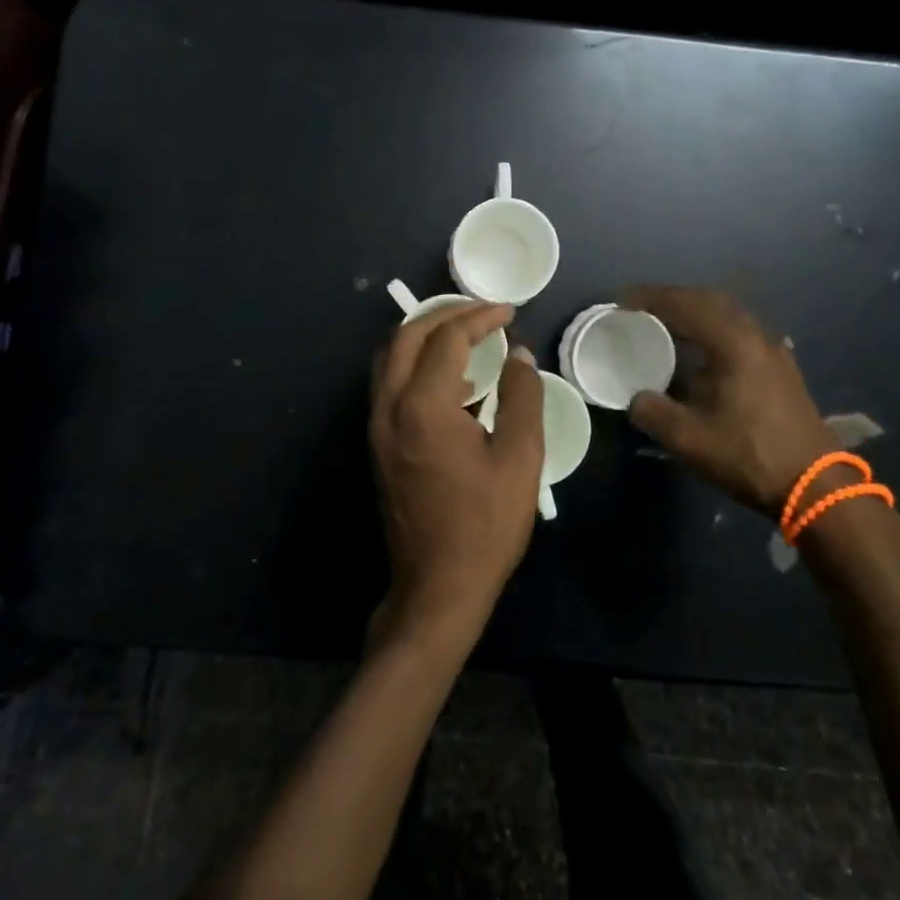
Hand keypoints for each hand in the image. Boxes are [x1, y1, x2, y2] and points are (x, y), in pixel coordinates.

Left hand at [369, 300, 545, 640]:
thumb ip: (523, 397)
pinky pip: (390, 384)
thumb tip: (519, 356)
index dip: (480, 318)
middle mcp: (389, 407)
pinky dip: (416, 365)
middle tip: (483, 312)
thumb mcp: (520, 459)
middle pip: (406, 337)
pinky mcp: (378, 445)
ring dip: (425, 336)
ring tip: (467, 335)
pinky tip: (454, 381)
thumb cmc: (486, 525)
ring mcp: (377, 427)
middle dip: (444, 314)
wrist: (438, 587)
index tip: (510, 312)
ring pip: (390, 358)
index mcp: (423, 407)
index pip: (448, 339)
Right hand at [622, 286, 842, 517]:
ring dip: (695, 312)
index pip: (686, 305)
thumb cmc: (751, 457)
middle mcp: (756, 337)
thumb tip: (636, 399)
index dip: (651, 299)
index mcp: (734, 344)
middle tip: (641, 306)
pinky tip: (701, 350)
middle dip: (673, 299)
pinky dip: (713, 329)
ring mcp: (773, 351)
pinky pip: (740, 332)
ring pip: (728, 315)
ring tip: (666, 323)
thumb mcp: (691, 440)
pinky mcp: (780, 369)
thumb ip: (654, 413)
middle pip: (710, 301)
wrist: (816, 486)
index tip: (622, 301)